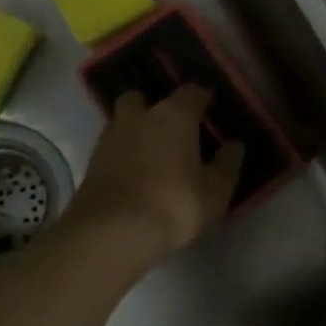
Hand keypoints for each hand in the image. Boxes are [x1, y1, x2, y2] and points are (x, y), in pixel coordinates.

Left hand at [65, 86, 243, 259]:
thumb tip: (234, 146)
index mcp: (174, 115)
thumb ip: (227, 164)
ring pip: (121, 122)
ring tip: (150, 153)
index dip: (202, 98)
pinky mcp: (90, 164)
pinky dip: (121, 155)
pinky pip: (110, 149)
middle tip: (170, 128)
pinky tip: (133, 174)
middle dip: (153, 107)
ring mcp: (109, 139)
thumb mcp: (216, 190)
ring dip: (134, 131)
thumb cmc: (174, 203)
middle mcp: (139, 118)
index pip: (191, 92)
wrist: (111, 233)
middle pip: (141, 98)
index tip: (210, 107)